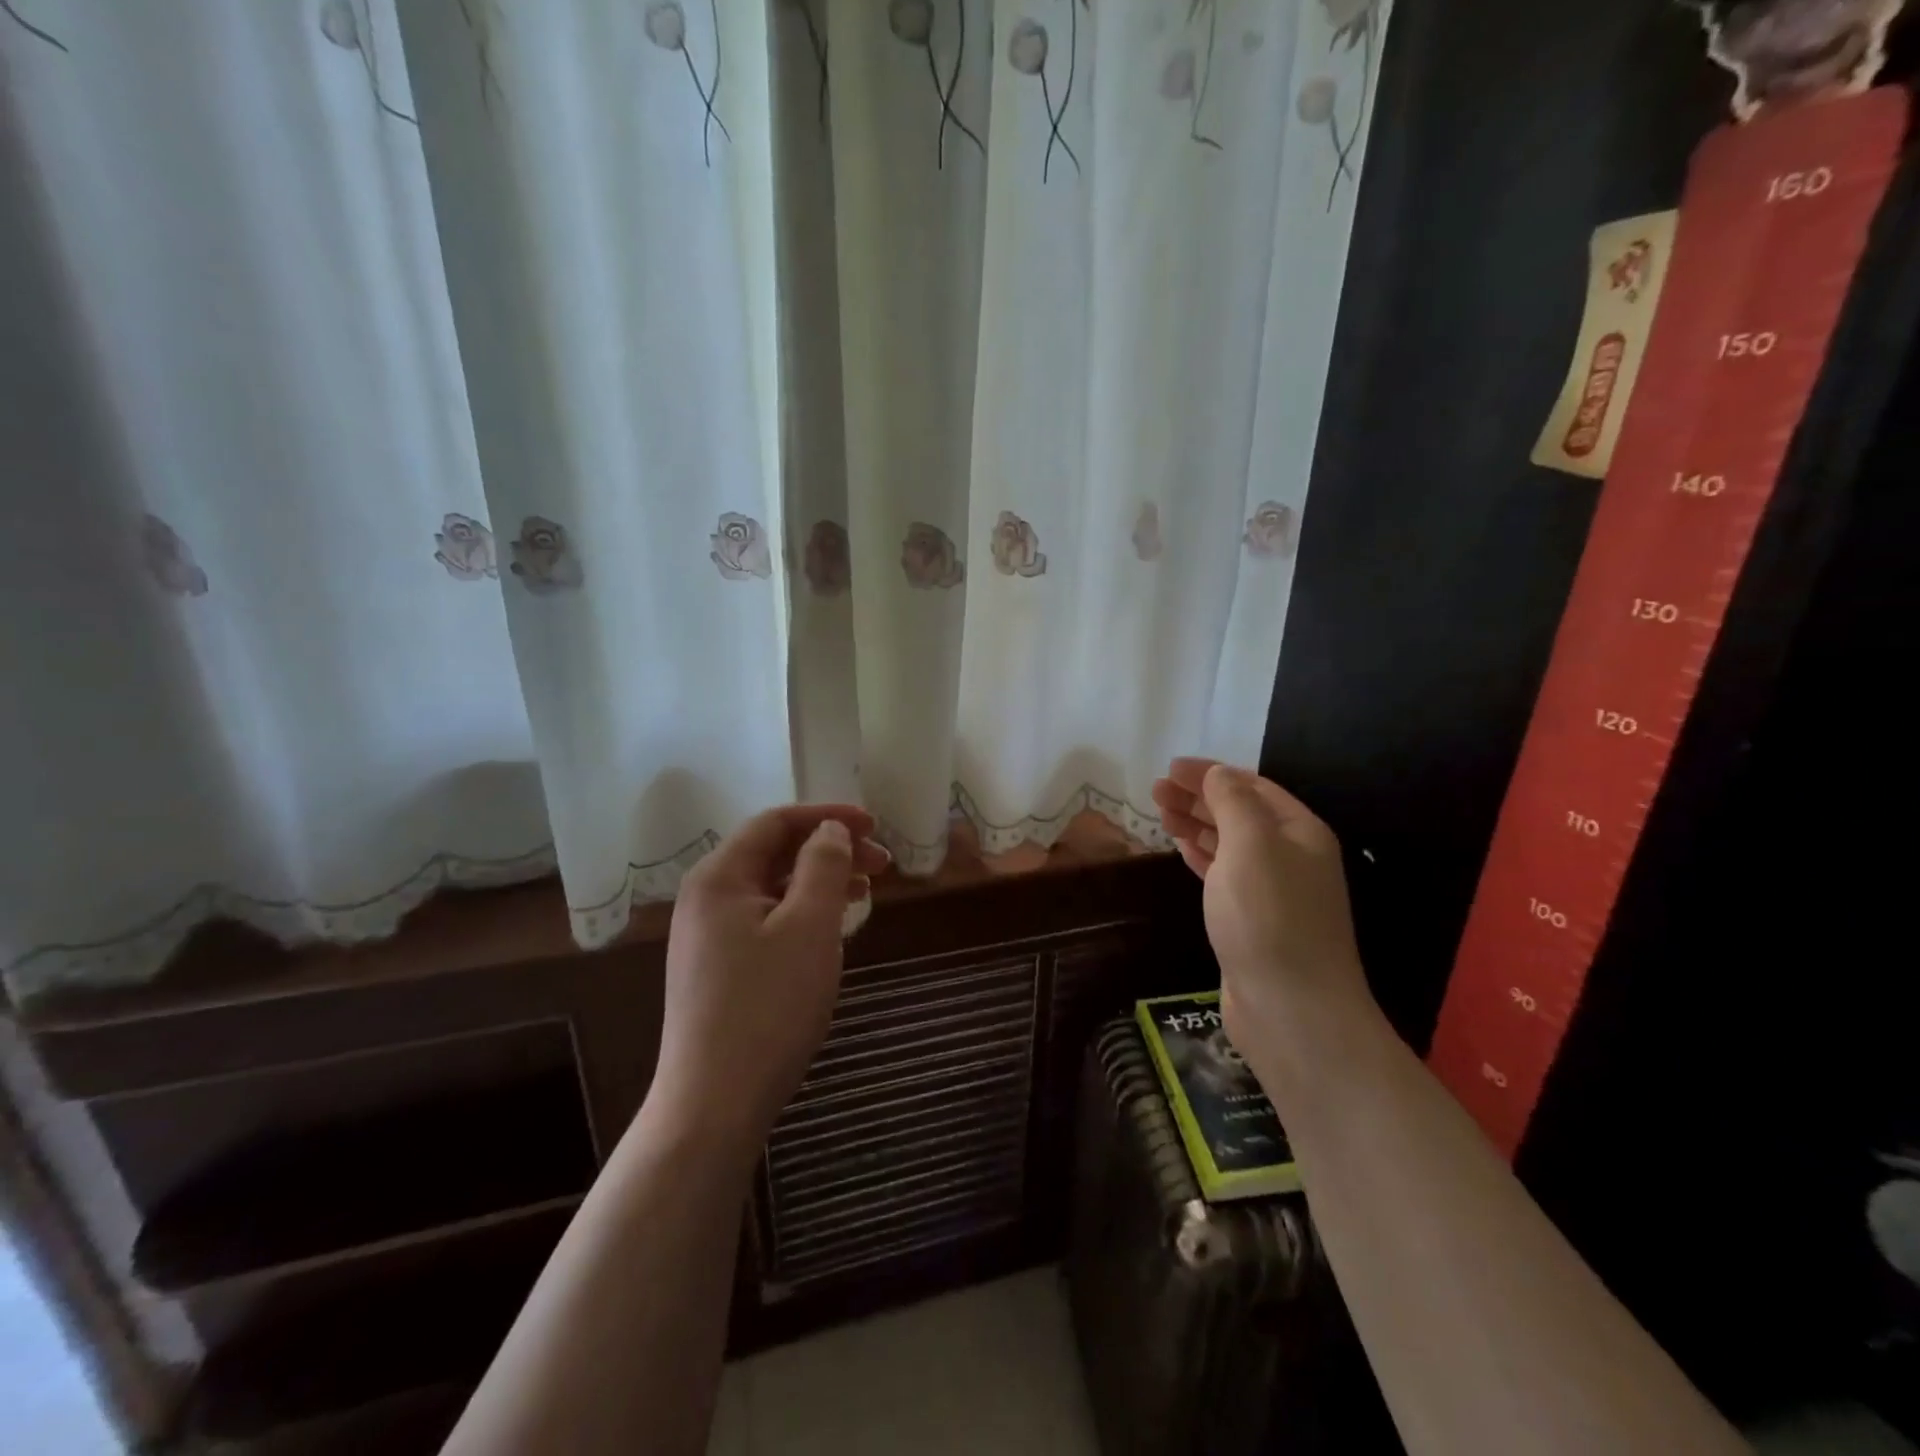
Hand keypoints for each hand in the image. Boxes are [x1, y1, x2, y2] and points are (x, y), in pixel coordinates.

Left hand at [648, 804, 891, 1149]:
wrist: (714, 1104)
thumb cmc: (768, 1007)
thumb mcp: (809, 927)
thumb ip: (824, 867)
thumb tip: (830, 830)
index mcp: (719, 877)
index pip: (775, 822)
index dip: (827, 816)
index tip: (875, 826)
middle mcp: (706, 898)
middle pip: (774, 853)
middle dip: (830, 850)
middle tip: (883, 864)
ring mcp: (709, 936)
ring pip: (774, 889)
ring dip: (821, 882)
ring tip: (867, 892)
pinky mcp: (720, 969)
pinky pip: (767, 921)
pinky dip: (804, 913)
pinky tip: (833, 929)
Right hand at [1151, 759, 1370, 1071]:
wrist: (1291, 1010)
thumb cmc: (1269, 918)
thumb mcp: (1251, 845)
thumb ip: (1232, 802)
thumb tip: (1217, 774)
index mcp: (1299, 832)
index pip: (1252, 786)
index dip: (1211, 773)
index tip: (1169, 767)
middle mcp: (1291, 857)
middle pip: (1240, 813)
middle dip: (1198, 797)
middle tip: (1155, 790)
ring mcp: (1273, 892)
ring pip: (1230, 844)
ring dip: (1196, 824)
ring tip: (1160, 813)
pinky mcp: (1252, 921)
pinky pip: (1224, 874)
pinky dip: (1202, 856)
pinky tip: (1182, 848)